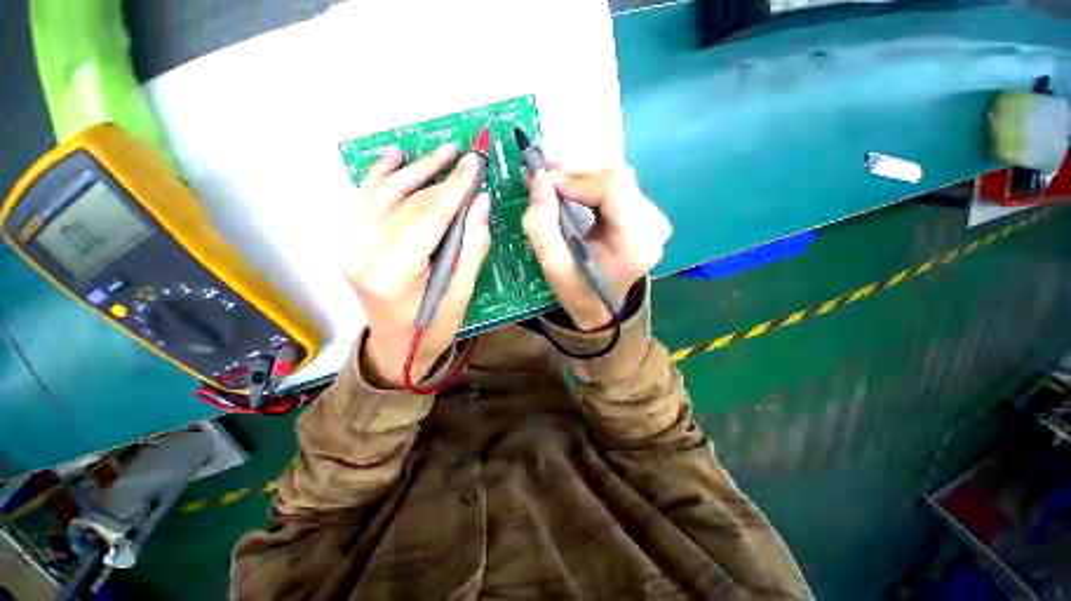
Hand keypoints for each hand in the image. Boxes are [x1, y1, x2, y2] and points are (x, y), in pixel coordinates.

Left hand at [341, 145, 490, 386]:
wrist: (394, 348)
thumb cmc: (433, 328)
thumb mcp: (461, 293)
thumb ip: (472, 246)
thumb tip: (481, 201)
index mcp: (393, 272)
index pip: (428, 216)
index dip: (455, 187)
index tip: (476, 161)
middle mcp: (363, 252)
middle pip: (408, 202)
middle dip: (441, 177)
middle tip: (467, 158)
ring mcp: (349, 244)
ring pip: (385, 192)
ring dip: (415, 169)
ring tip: (442, 152)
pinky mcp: (349, 241)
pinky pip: (365, 199)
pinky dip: (380, 174)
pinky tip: (396, 156)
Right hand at [522, 167, 670, 330]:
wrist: (599, 307)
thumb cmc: (579, 292)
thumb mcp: (554, 267)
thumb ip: (541, 226)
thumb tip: (540, 179)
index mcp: (637, 243)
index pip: (613, 188)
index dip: (578, 179)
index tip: (545, 183)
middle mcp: (653, 226)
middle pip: (616, 180)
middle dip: (576, 176)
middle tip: (544, 179)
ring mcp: (653, 220)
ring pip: (616, 180)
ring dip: (582, 179)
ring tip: (553, 183)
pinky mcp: (645, 216)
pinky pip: (617, 188)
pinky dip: (590, 186)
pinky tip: (571, 190)